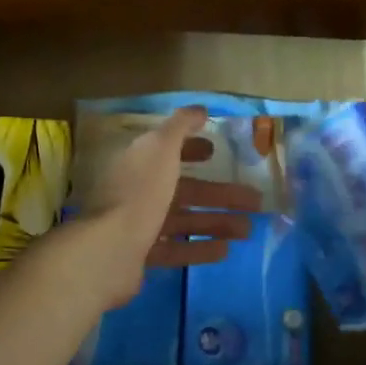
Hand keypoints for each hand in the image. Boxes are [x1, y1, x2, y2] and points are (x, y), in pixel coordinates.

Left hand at [74, 106, 259, 308]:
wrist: (110, 250)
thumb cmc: (140, 192)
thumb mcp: (160, 147)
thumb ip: (180, 126)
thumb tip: (199, 109)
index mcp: (139, 163)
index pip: (168, 152)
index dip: (193, 150)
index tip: (217, 153)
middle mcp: (137, 191)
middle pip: (185, 190)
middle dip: (220, 193)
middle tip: (255, 200)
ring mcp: (137, 225)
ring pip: (184, 220)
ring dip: (217, 222)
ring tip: (248, 230)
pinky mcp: (141, 256)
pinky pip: (176, 248)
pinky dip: (200, 248)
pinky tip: (226, 250)